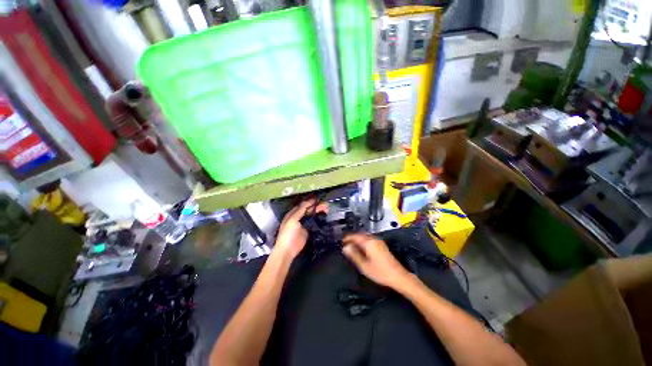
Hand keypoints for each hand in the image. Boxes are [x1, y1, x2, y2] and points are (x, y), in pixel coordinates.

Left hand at [273, 199, 327, 259]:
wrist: (288, 250)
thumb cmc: (287, 234)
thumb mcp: (292, 220)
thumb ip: (300, 211)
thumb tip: (308, 202)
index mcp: (293, 213)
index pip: (302, 205)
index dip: (310, 201)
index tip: (318, 198)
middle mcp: (298, 217)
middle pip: (308, 209)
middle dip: (316, 206)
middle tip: (325, 204)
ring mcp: (303, 224)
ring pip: (312, 215)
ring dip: (319, 211)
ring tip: (327, 209)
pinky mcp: (308, 230)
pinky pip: (314, 222)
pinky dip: (319, 219)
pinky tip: (324, 216)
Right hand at [342, 233, 411, 288]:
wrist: (398, 276)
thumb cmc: (381, 272)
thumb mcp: (364, 265)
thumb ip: (354, 255)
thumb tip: (346, 248)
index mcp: (369, 243)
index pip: (355, 236)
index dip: (348, 238)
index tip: (342, 241)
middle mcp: (374, 239)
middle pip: (361, 235)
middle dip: (353, 238)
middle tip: (346, 243)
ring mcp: (379, 242)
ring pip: (365, 236)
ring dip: (358, 239)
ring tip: (352, 245)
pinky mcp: (382, 245)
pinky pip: (370, 239)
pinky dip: (363, 241)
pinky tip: (362, 248)